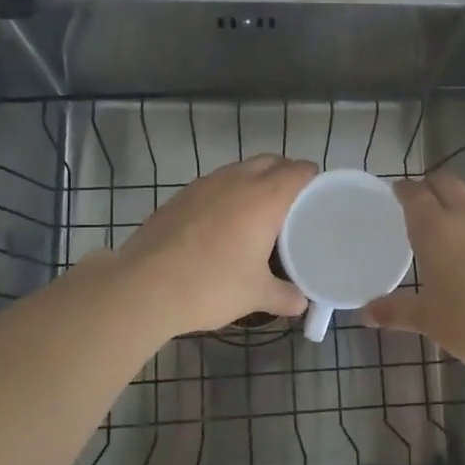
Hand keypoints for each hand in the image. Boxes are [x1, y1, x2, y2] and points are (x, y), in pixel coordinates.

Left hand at [111, 155, 317, 336]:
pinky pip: (215, 184)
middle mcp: (237, 180)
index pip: (299, 170)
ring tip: (260, 213)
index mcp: (265, 197)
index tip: (319, 197)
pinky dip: (227, 193)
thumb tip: (302, 303)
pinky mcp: (180, 195)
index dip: (313, 179)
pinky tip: (223, 223)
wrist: (144, 286)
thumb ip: (285, 297)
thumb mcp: (255, 295)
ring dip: (255, 181)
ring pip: (240, 169)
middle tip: (293, 205)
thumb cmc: (211, 285)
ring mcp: (204, 184)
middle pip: (270, 161)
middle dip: (285, 175)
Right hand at [363, 172, 464, 378]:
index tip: (398, 194)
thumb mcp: (428, 319)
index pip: (414, 194)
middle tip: (425, 201)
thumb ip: (395, 311)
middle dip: (431, 185)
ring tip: (458, 204)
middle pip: (444, 181)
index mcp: (434, 230)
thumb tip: (365, 314)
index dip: (403, 190)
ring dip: (462, 190)